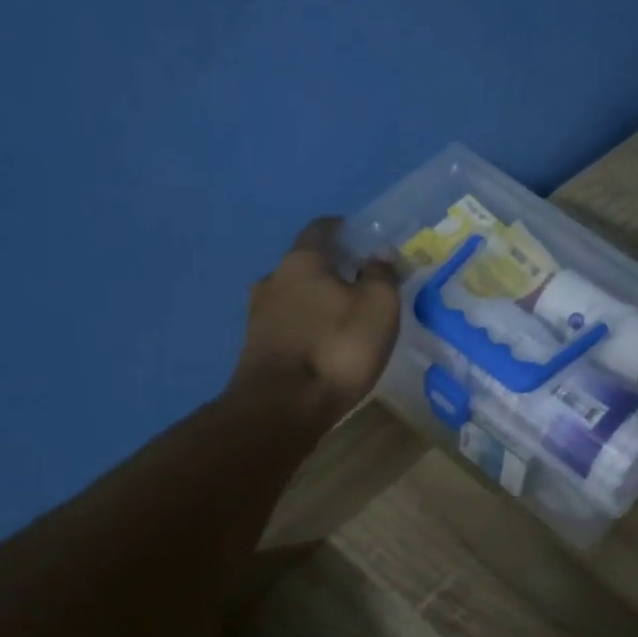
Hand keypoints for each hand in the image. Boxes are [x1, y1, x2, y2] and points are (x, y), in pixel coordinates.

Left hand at [231, 217, 401, 426]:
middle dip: (332, 269)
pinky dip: (306, 326)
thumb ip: (381, 275)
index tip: (362, 238)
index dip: (343, 229)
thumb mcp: (378, 306)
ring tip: (345, 317)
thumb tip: (379, 253)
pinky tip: (324, 343)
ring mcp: (259, 315)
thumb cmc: (337, 348)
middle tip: (361, 283)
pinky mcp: (256, 347)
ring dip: (317, 301)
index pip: (321, 229)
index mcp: (302, 260)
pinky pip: (288, 325)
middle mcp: (273, 278)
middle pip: (305, 264)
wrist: (282, 408)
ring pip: (294, 296)